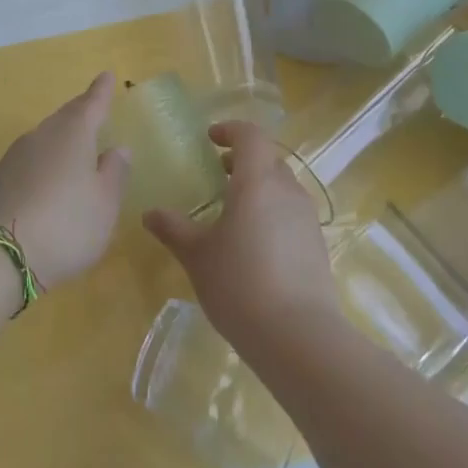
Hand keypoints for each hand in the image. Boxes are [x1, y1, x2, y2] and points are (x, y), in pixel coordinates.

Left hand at [0, 73, 129, 288]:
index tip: (107, 75)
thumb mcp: (104, 203)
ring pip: (46, 137)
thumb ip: (114, 173)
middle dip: (81, 112)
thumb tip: (117, 148)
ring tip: (76, 145)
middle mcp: (42, 135)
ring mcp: (15, 157)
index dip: (102, 91)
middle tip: (94, 107)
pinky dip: (46, 162)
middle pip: (65, 117)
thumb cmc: (66, 224)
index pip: (92, 104)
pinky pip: (31, 160)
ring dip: (62, 137)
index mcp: (73, 133)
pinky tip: (50, 178)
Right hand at [142, 121, 337, 356]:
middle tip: (218, 175)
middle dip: (243, 160)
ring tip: (234, 211)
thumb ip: (173, 229)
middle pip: (268, 159)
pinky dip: (272, 212)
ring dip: (259, 187)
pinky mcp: (317, 244)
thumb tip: (149, 213)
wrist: (299, 336)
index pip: (250, 135)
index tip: (210, 139)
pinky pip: (292, 213)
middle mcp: (287, 190)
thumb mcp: (197, 256)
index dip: (230, 130)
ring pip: (282, 186)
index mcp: (257, 181)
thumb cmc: (239, 284)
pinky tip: (255, 244)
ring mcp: (307, 217)